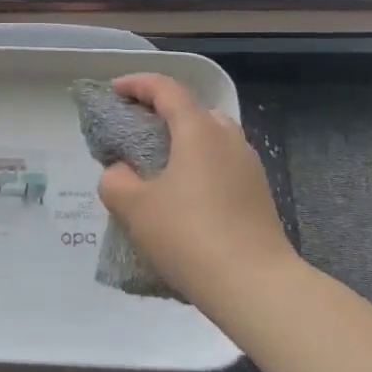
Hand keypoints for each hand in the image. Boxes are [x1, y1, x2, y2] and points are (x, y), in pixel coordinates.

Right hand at [96, 74, 297, 307]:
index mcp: (199, 130)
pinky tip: (182, 197)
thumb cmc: (189, 236)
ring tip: (155, 166)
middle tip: (133, 131)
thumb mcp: (134, 207)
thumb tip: (121, 172)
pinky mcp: (258, 194)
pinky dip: (197, 166)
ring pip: (210, 139)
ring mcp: (249, 166)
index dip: (136, 84)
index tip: (113, 92)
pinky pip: (221, 165)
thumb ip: (115, 180)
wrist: (255, 286)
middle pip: (192, 110)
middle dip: (160, 113)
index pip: (166, 89)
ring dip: (181, 142)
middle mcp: (228, 139)